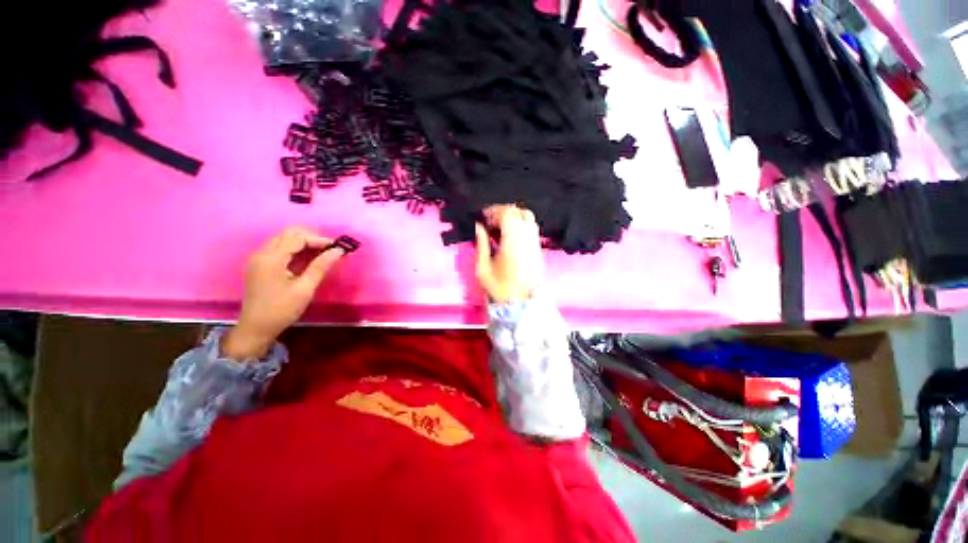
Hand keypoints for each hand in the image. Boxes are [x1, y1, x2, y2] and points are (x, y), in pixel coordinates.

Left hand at [222, 227, 345, 360]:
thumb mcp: (305, 289)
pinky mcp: (260, 265)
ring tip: (322, 255)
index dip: (319, 240)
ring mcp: (259, 258)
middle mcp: (262, 253)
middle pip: (289, 234)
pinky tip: (308, 260)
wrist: (256, 328)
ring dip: (304, 243)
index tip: (337, 248)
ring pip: (284, 239)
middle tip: (329, 250)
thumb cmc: (281, 310)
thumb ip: (321, 267)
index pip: (297, 238)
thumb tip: (338, 251)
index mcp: (271, 258)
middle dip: (311, 238)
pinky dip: (296, 250)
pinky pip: (280, 249)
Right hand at [475, 205, 543, 302]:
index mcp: (513, 242)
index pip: (507, 214)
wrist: (523, 304)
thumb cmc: (500, 288)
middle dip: (503, 211)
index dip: (494, 211)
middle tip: (490, 221)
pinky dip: (521, 224)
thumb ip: (481, 244)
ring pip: (528, 217)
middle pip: (519, 212)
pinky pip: (531, 227)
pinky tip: (510, 234)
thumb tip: (478, 227)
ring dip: (513, 216)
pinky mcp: (539, 248)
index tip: (483, 217)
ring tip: (500, 226)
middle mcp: (527, 238)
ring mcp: (535, 242)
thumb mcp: (483, 269)